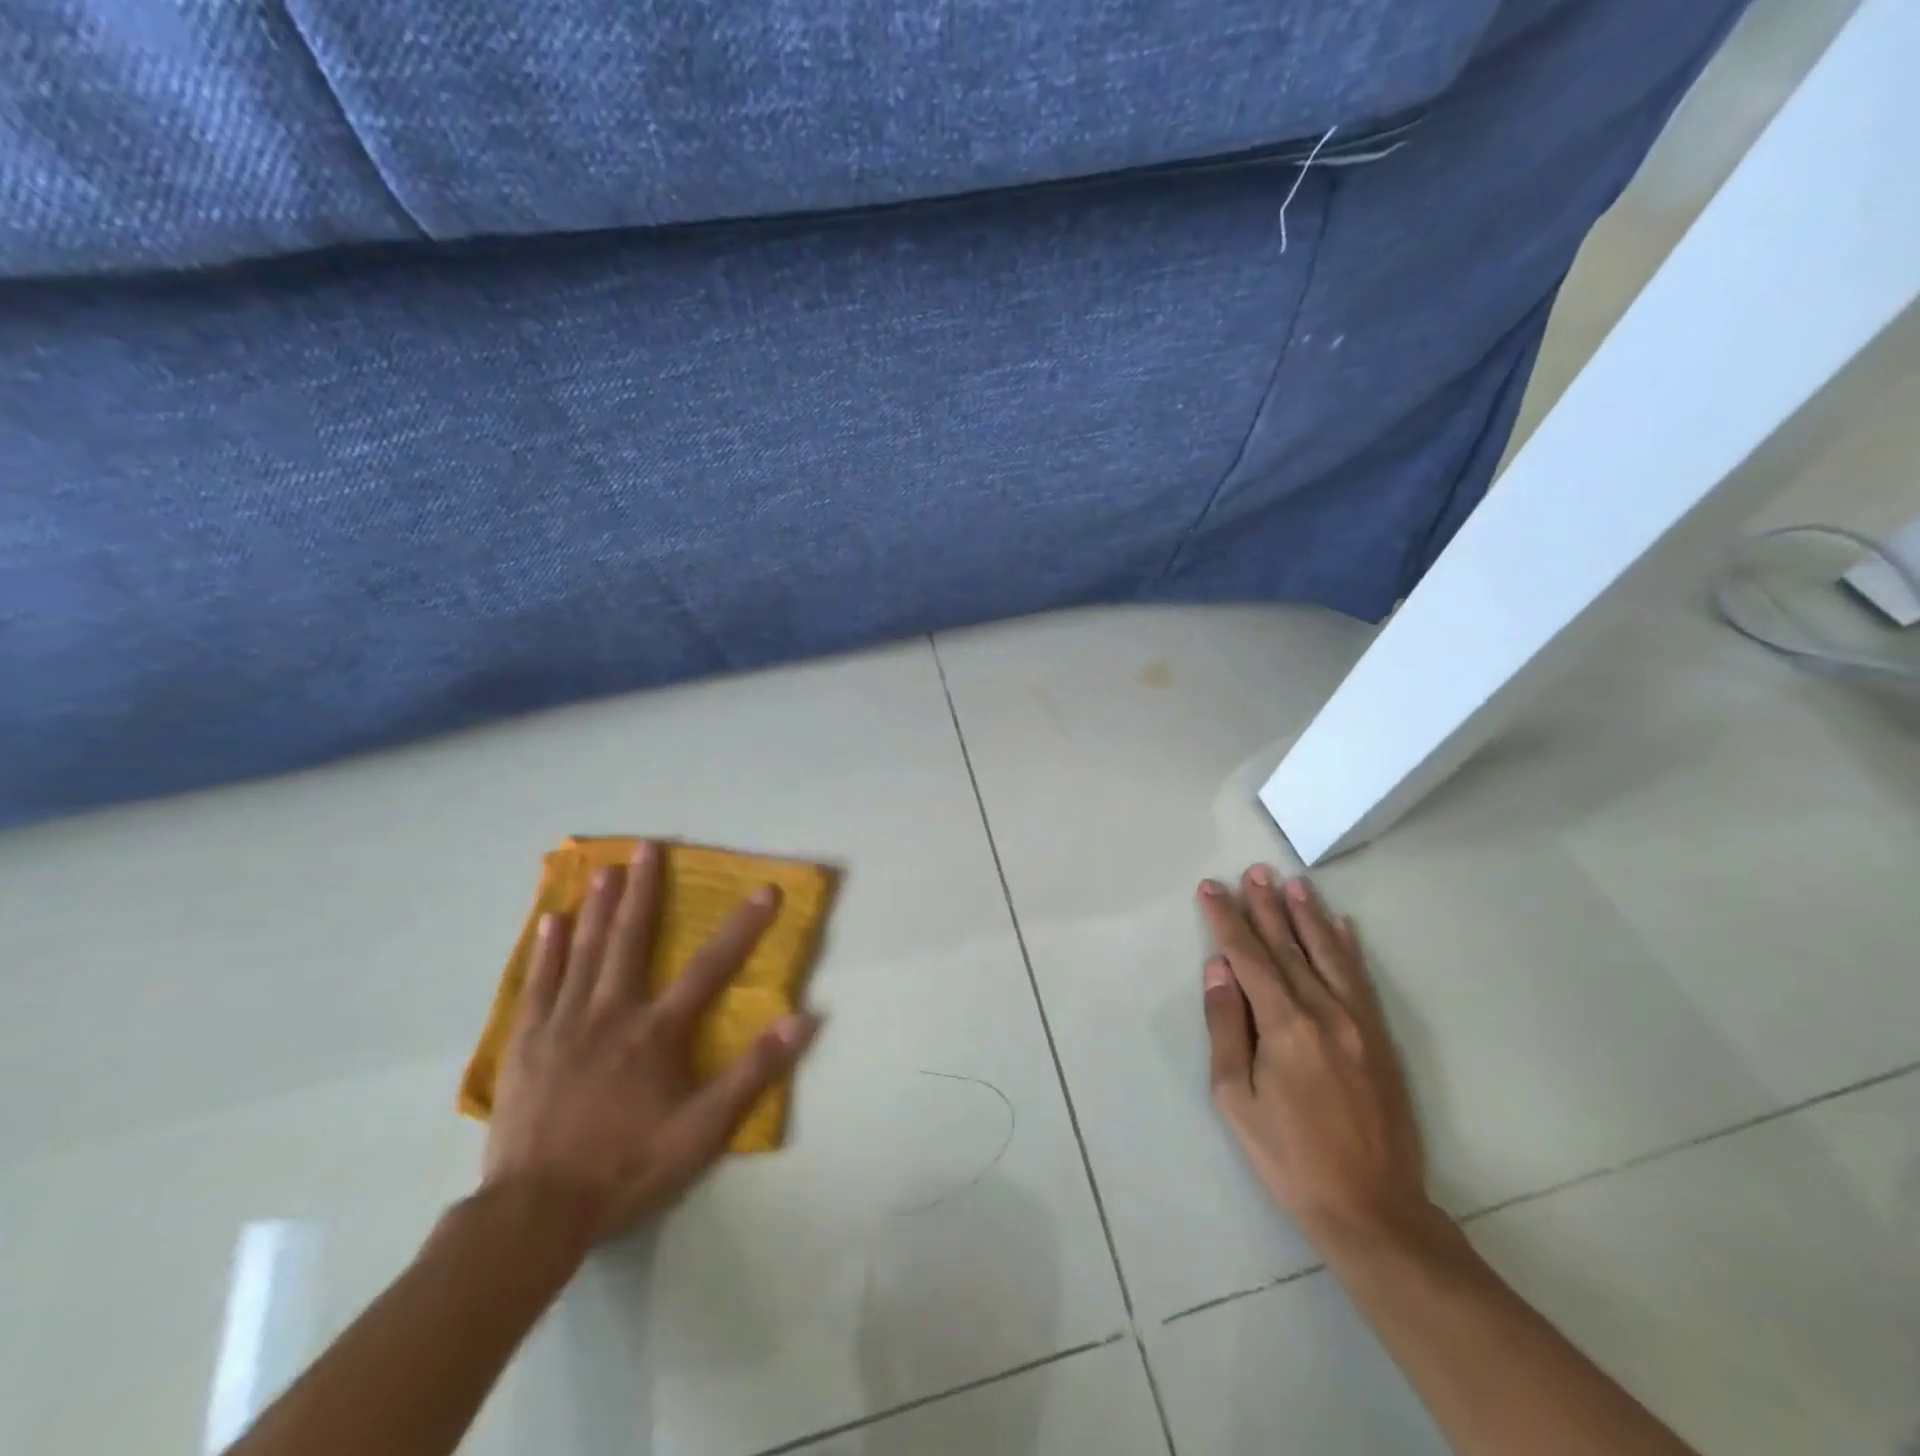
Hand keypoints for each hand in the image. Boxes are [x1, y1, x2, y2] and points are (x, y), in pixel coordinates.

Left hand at [483, 841, 818, 1244]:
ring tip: (604, 870)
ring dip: (596, 908)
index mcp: (656, 1031)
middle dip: (643, 890)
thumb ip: (752, 1072)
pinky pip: (538, 983)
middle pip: (630, 939)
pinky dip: (546, 950)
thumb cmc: (627, 1166)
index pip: (710, 967)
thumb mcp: (702, 1130)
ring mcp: (562, 1024)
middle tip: (646, 846)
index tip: (765, 890)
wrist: (535, 1212)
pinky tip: (548, 922)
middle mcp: (610, 1012)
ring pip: (582, 952)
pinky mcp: (525, 1043)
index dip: (743, 926)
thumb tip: (801, 1019)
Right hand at [1199, 867, 1436, 1252]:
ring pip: (1328, 954)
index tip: (1212, 888)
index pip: (1248, 957)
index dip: (1227, 920)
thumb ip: (1225, 1026)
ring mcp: (1358, 1023)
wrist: (1372, 1209)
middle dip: (1266, 907)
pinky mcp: (1380, 1040)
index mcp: (1284, 1025)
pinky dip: (1349, 948)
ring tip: (1293, 883)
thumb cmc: (1288, 1156)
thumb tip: (1218, 969)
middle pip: (1288, 947)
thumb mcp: (1235, 1097)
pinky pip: (1360, 980)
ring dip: (1308, 916)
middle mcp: (1324, 1012)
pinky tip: (1342, 926)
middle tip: (1254, 871)